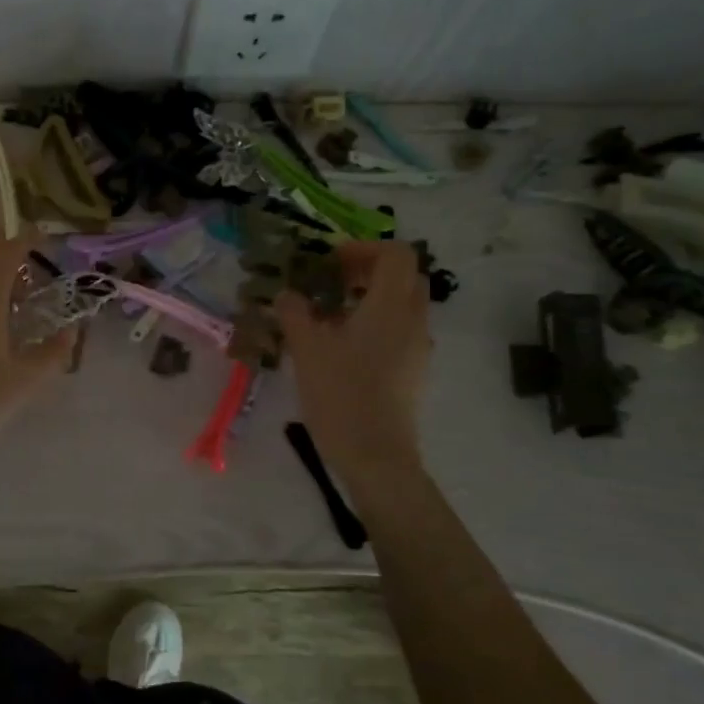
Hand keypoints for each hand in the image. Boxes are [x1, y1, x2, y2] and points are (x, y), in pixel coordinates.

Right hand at [277, 240, 431, 476]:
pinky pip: (399, 331)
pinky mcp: (412, 371)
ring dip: (371, 298)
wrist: (375, 455)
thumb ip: (294, 313)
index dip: (363, 248)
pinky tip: (342, 346)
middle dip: (369, 270)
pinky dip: (376, 323)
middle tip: (332, 282)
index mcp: (390, 306)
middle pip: (404, 276)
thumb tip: (286, 293)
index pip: (395, 254)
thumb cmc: (341, 394)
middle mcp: (413, 320)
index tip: (330, 262)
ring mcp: (417, 348)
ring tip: (331, 315)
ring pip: (403, 305)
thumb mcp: (307, 348)